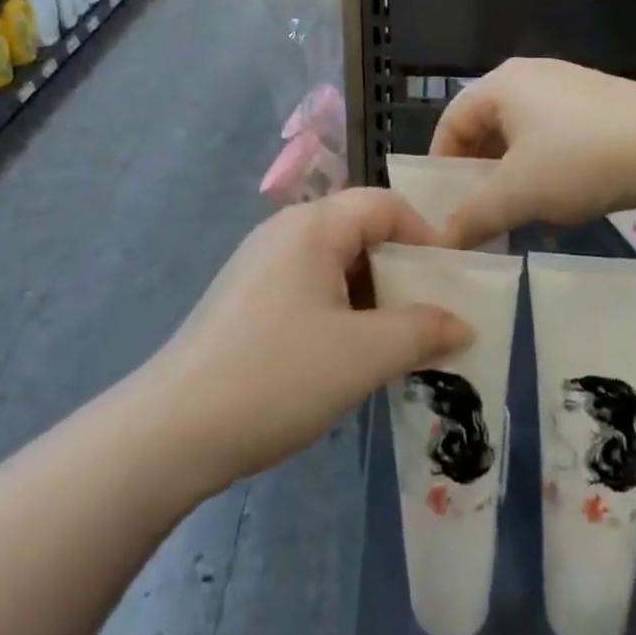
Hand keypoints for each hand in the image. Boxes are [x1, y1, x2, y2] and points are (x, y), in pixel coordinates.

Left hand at [142, 188, 470, 495]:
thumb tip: (462, 323)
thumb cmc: (277, 377)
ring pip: (333, 260)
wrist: (173, 429)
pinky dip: (338, 307)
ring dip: (370, 293)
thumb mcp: (362, 356)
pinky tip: (343, 354)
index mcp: (313, 225)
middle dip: (399, 269)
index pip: (384, 205)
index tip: (450, 282)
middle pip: (359, 229)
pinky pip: (307, 283)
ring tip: (391, 342)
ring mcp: (260, 261)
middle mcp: (285, 229)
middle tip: (426, 316)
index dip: (425, 236)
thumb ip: (420, 332)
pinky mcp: (245, 294)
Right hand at [432, 57, 635, 246]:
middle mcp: (530, 77)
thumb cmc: (580, 159)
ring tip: (516, 216)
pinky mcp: (599, 107)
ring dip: (512, 177)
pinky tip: (558, 205)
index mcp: (501, 84)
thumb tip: (441, 241)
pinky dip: (545, 170)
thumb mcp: (518, 193)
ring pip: (522, 136)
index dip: (440, 162)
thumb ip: (473, 216)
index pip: (452, 120)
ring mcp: (568, 89)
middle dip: (478, 174)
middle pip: (486, 126)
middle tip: (475, 214)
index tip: (440, 204)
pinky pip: (554, 138)